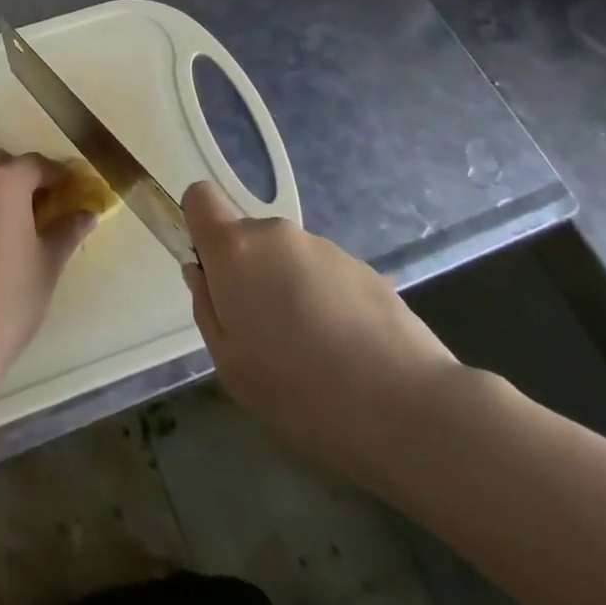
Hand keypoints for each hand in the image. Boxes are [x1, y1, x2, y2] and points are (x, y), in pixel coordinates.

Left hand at [0, 151, 94, 394]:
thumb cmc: (7, 300)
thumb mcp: (47, 264)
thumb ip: (67, 231)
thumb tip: (88, 214)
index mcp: (5, 180)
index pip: (37, 164)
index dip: (60, 176)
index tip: (74, 192)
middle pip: (2, 163)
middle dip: (24, 177)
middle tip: (43, 207)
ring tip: (15, 224)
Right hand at [182, 180, 461, 488]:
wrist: (406, 406)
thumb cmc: (300, 390)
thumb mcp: (230, 365)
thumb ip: (206, 308)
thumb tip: (202, 274)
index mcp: (235, 249)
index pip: (200, 197)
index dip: (199, 226)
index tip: (212, 272)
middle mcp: (276, 233)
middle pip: (246, 237)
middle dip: (248, 274)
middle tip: (265, 334)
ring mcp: (323, 246)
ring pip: (287, 259)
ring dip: (288, 290)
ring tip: (313, 352)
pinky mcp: (362, 267)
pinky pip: (324, 276)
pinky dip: (325, 302)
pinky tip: (346, 352)